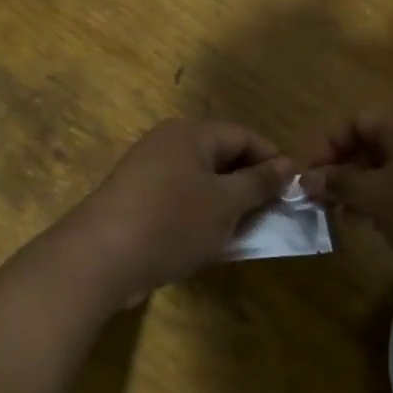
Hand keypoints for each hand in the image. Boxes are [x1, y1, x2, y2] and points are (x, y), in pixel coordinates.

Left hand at [60, 120, 292, 305]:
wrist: (99, 259)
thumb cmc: (171, 222)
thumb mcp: (225, 203)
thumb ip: (259, 183)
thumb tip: (288, 165)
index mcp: (191, 133)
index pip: (244, 136)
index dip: (272, 161)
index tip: (292, 192)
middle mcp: (168, 144)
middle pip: (222, 157)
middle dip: (249, 185)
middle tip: (272, 215)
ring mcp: (149, 172)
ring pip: (202, 182)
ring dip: (226, 205)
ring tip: (245, 232)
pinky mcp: (137, 201)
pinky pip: (180, 200)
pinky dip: (200, 216)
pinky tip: (211, 243)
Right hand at [301, 101, 392, 285]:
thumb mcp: (377, 200)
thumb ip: (339, 183)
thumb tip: (307, 178)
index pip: (354, 123)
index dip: (327, 152)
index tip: (310, 182)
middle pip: (378, 139)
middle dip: (350, 171)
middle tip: (333, 205)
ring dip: (374, 184)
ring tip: (360, 219)